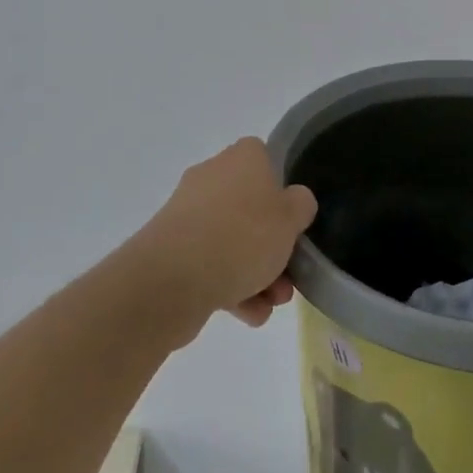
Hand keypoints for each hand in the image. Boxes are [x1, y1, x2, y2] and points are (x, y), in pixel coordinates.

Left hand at [130, 138, 317, 331]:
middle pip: (252, 208)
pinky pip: (210, 264)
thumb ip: (301, 205)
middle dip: (273, 246)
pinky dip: (231, 287)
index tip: (294, 221)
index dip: (284, 191)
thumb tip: (293, 202)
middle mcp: (212, 177)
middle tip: (289, 276)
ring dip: (257, 274)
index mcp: (242, 158)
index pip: (267, 161)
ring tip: (272, 304)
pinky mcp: (171, 250)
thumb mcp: (291, 218)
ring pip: (232, 241)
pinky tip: (249, 315)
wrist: (171, 280)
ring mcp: (188, 214)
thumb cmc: (242, 236)